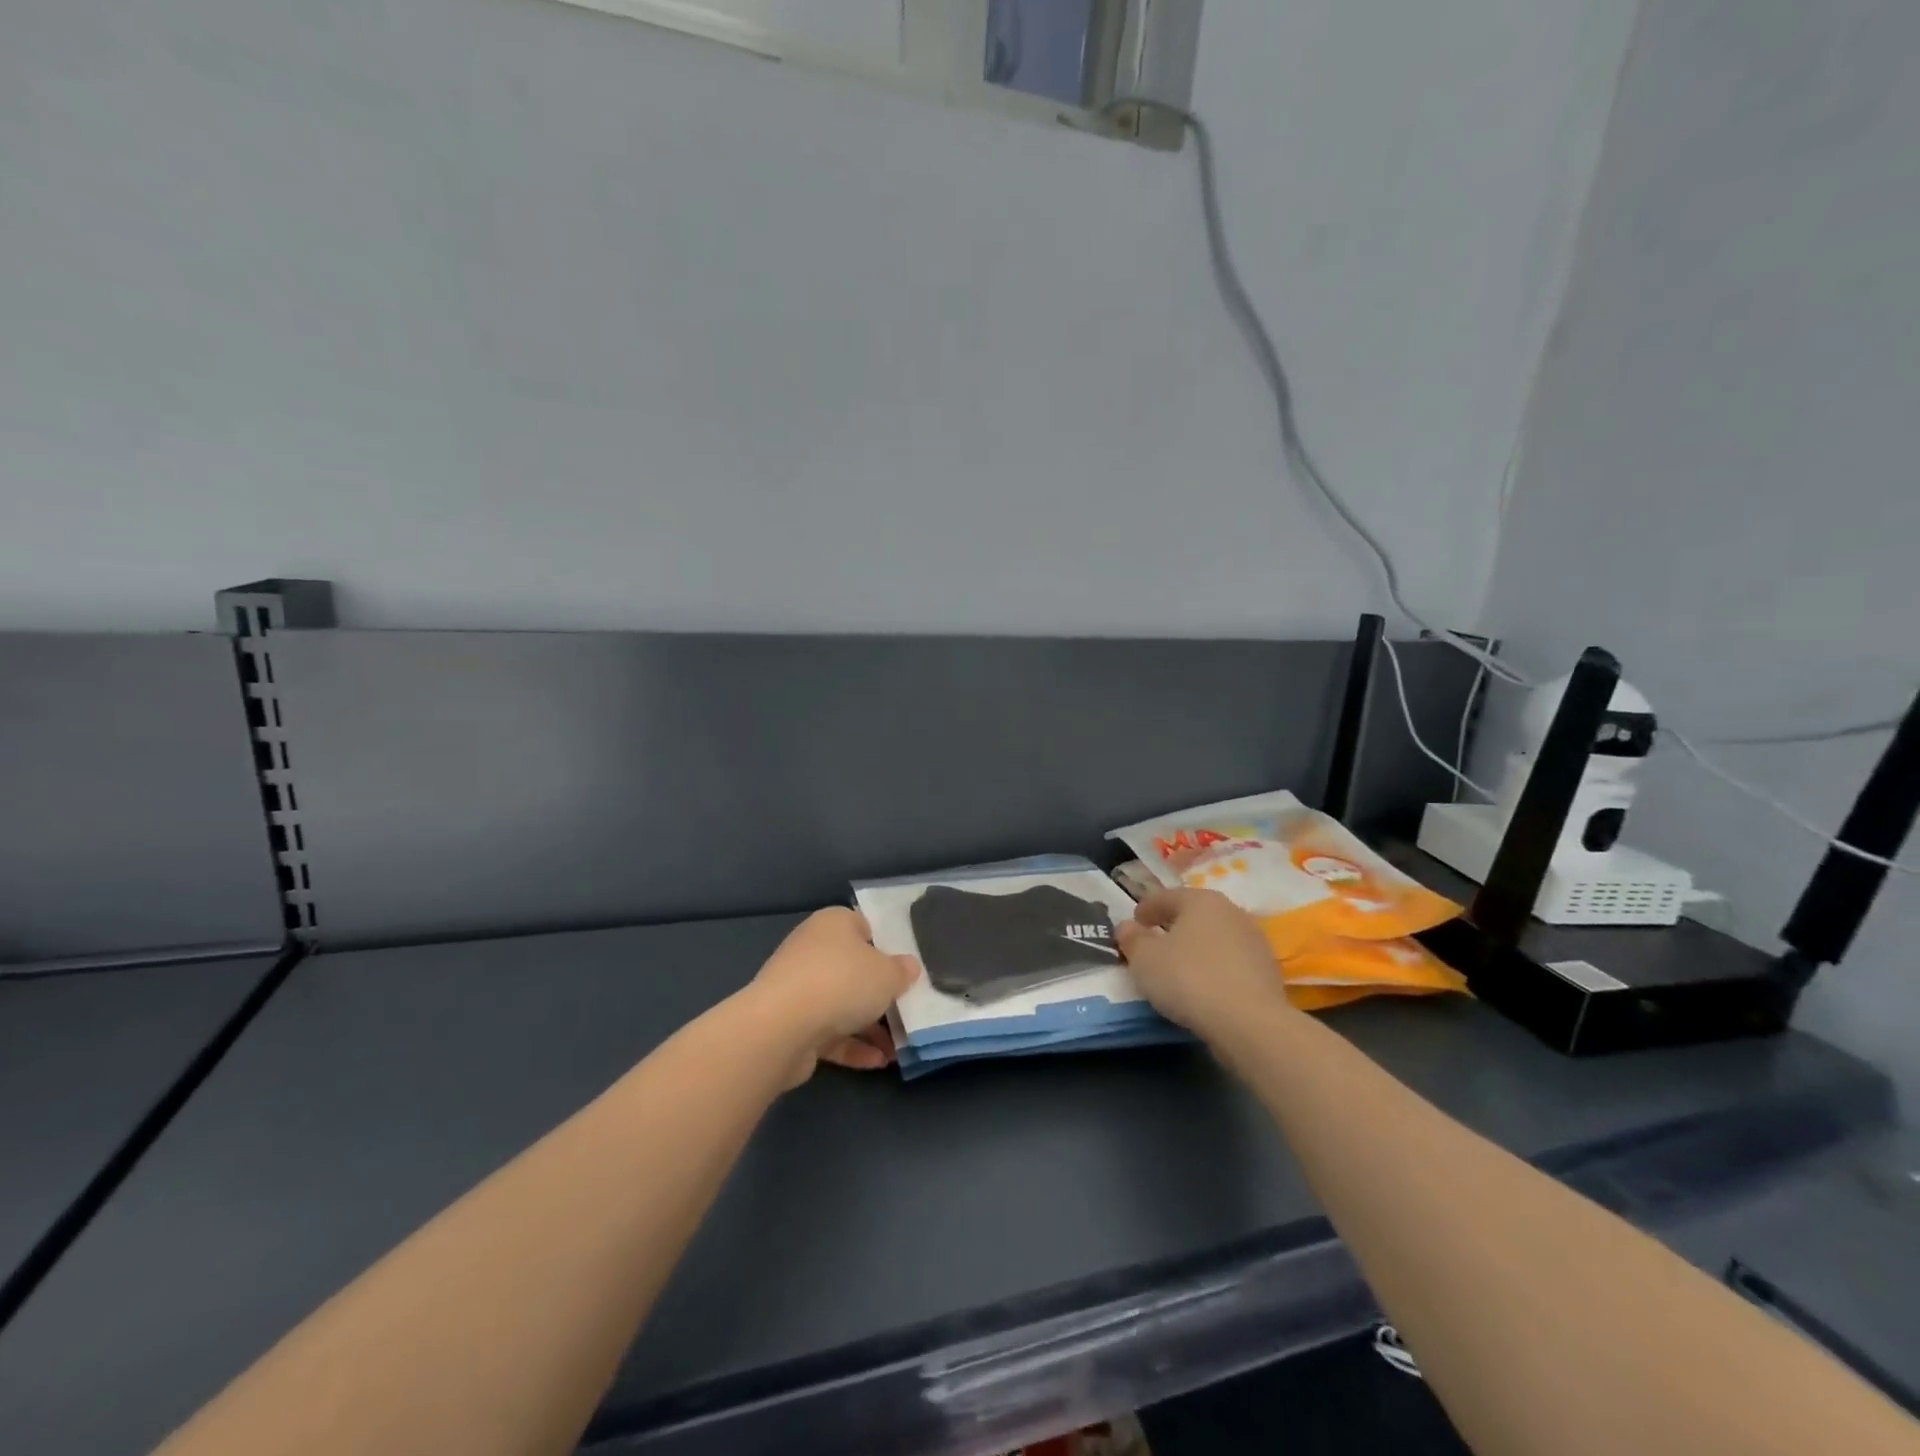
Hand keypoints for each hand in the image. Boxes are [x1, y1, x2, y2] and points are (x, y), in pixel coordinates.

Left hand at [747, 908, 920, 1081]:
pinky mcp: (791, 1024)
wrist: (783, 1027)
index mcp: (833, 924)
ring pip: (841, 1004)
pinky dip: (853, 1046)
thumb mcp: (889, 973)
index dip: (886, 945)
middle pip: (853, 969)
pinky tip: (879, 1061)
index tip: (905, 967)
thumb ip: (902, 970)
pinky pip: (829, 1032)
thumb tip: (908, 967)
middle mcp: (813, 950)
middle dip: (878, 991)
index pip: (864, 926)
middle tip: (906, 1008)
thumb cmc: (843, 982)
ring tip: (898, 1046)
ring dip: (869, 1026)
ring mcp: (799, 989)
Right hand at [1116, 888, 1292, 1039]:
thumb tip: (1127, 927)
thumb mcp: (1145, 960)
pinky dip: (1215, 967)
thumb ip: (1132, 939)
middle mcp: (1231, 911)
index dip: (1146, 908)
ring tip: (1180, 966)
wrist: (1250, 1023)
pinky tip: (1205, 985)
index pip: (1166, 896)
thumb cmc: (1189, 979)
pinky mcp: (1268, 970)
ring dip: (1197, 946)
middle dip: (1174, 924)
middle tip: (1155, 940)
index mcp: (1200, 900)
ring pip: (1216, 937)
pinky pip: (1231, 961)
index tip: (1134, 921)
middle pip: (1194, 914)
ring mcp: (1254, 940)